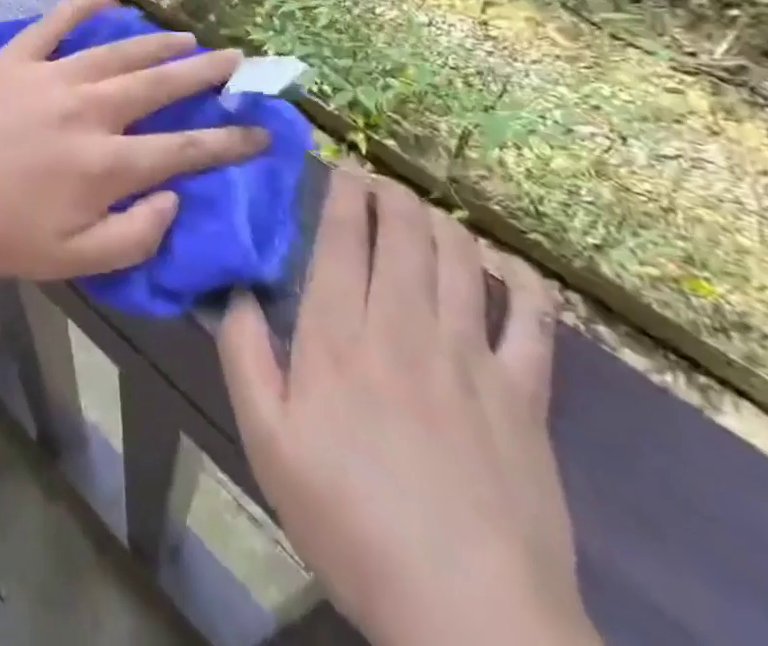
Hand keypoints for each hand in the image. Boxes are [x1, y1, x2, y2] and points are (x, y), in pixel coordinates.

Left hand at [0, 0, 265, 280]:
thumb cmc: (0, 236)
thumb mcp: (75, 261)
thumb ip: (136, 235)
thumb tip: (175, 198)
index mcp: (106, 164)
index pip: (185, 148)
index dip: (230, 141)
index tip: (262, 132)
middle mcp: (88, 111)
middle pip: (160, 85)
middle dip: (204, 73)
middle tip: (236, 60)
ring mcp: (50, 77)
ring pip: (118, 52)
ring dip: (157, 43)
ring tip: (187, 37)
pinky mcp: (15, 60)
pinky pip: (54, 24)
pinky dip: (81, 7)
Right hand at [219, 171, 600, 645]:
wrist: (471, 619)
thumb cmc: (351, 525)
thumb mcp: (267, 444)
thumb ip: (244, 355)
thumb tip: (234, 290)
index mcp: (338, 337)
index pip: (341, 237)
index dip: (341, 192)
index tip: (337, 167)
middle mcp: (404, 327)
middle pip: (403, 232)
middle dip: (388, 192)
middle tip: (374, 180)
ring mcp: (471, 357)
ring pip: (459, 257)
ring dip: (439, 219)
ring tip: (421, 210)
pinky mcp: (525, 394)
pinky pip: (532, 317)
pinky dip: (519, 278)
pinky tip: (502, 264)